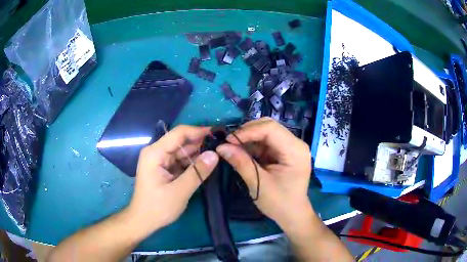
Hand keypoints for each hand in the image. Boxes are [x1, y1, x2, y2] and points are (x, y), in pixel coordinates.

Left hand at [128, 125, 218, 235]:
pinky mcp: (163, 168)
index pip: (179, 133)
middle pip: (180, 141)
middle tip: (221, 147)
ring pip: (181, 151)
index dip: (198, 131)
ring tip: (217, 155)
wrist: (143, 221)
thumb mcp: (180, 191)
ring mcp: (159, 160)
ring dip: (197, 154)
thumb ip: (197, 172)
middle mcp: (156, 152)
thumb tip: (215, 154)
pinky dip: (191, 163)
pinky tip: (205, 165)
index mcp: (155, 153)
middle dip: (200, 143)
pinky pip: (180, 161)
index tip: (217, 134)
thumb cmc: (158, 207)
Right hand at [216, 118, 313, 229]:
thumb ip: (241, 163)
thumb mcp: (258, 184)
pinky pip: (267, 141)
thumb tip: (220, 147)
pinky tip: (243, 152)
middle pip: (269, 126)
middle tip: (229, 143)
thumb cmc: (279, 203)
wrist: (293, 215)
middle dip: (247, 132)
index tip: (228, 140)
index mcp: (295, 150)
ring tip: (233, 147)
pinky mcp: (285, 152)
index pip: (270, 129)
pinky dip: (253, 145)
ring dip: (249, 138)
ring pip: (267, 132)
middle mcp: (296, 143)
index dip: (247, 131)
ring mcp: (291, 146)